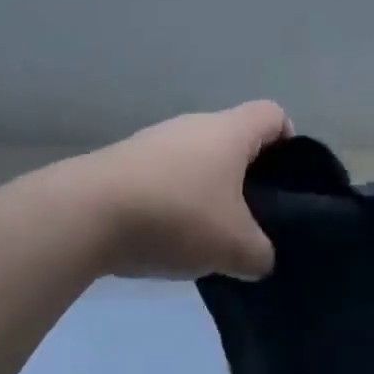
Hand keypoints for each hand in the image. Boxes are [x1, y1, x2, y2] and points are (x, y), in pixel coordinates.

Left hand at [70, 101, 289, 280]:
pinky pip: (164, 174)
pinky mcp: (124, 161)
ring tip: (206, 234)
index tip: (286, 182)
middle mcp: (195, 125)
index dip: (289, 142)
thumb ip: (260, 254)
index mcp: (230, 131)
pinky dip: (173, 199)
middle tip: (250, 217)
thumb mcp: (234, 247)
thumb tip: (260, 257)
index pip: (274, 115)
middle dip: (246, 176)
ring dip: (207, 190)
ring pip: (197, 158)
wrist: (84, 215)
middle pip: (234, 139)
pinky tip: (164, 236)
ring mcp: (155, 140)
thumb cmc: (177, 216)